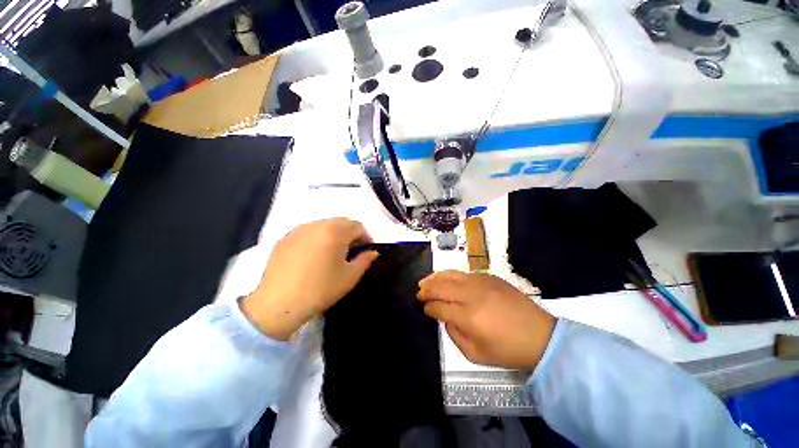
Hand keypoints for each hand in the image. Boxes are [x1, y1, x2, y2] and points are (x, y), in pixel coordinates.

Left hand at [243, 219, 378, 339]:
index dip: (365, 236)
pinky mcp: (285, 238)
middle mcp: (317, 224)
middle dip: (350, 232)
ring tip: (333, 251)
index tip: (366, 248)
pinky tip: (314, 254)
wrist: (278, 304)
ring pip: (323, 224)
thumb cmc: (320, 289)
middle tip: (352, 249)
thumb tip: (373, 252)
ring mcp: (298, 230)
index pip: (357, 225)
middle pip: (341, 222)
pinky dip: (317, 237)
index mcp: (335, 232)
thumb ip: (365, 260)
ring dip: (334, 233)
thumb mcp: (349, 277)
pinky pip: (308, 231)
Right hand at [418, 271, 555, 368]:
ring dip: (435, 278)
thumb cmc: (508, 350)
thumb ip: (454, 334)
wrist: (540, 335)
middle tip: (419, 293)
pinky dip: (451, 275)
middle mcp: (472, 295)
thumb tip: (445, 317)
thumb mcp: (476, 354)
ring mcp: (481, 282)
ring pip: (451, 275)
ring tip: (425, 281)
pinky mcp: (490, 277)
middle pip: (441, 286)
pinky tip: (447, 279)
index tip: (424, 308)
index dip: (429, 307)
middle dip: (426, 289)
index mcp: (469, 317)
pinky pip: (464, 273)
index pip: (439, 307)